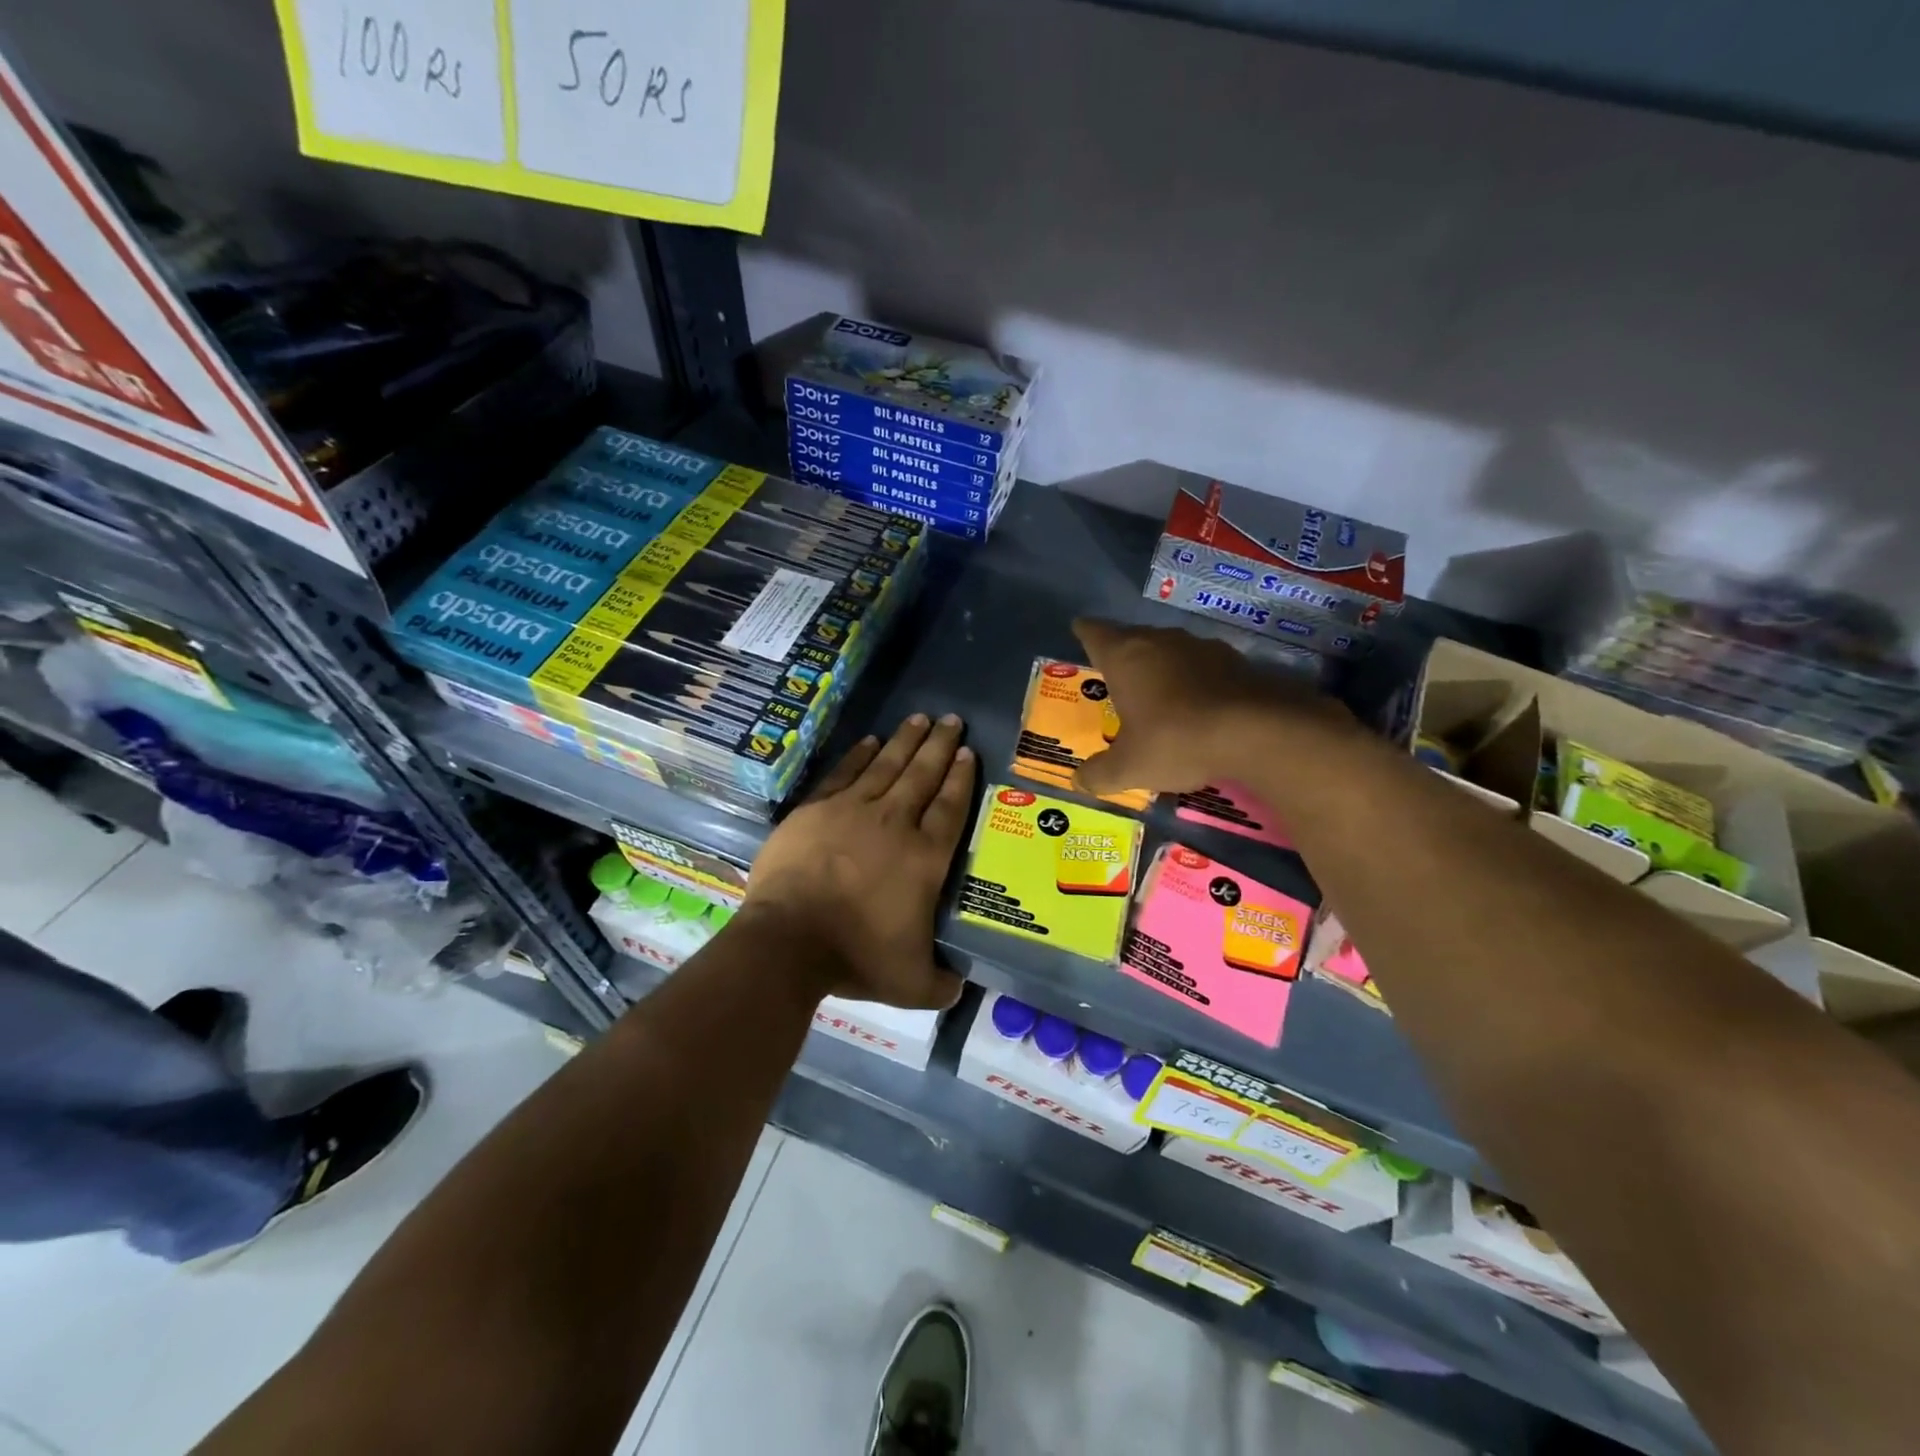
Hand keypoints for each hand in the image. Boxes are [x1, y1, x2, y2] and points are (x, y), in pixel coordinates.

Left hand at [745, 714, 976, 1010]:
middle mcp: (894, 823)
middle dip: (939, 745)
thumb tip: (960, 985)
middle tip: (951, 719)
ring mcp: (852, 811)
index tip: (967, 753)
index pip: (950, 808)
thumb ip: (941, 982)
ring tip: (919, 718)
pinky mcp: (816, 810)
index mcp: (924, 858)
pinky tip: (871, 741)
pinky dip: (860, 755)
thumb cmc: (855, 957)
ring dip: (905, 741)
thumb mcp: (912, 984)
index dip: (961, 779)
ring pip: (887, 765)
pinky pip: (844, 773)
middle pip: (923, 775)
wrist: (788, 941)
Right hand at [1072, 618, 1354, 797]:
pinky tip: (1197, 705)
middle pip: (1133, 638)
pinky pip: (1202, 666)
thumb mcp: (1129, 768)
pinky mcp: (1235, 661)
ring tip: (1156, 692)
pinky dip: (1194, 680)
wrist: (1257, 732)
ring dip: (1161, 666)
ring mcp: (1200, 647)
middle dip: (1122, 654)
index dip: (1084, 632)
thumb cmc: (1175, 740)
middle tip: (1114, 676)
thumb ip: (1099, 774)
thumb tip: (1079, 780)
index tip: (1079, 630)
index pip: (1094, 633)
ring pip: (1170, 650)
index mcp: (1125, 656)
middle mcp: (1160, 640)